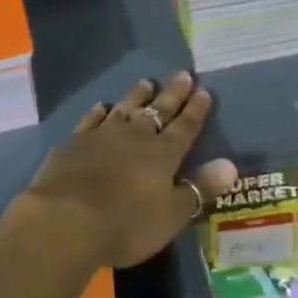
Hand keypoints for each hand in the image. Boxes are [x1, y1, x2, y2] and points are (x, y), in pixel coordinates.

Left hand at [14, 73, 238, 269]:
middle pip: (158, 110)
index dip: (196, 110)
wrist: (67, 218)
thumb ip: (200, 188)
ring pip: (125, 108)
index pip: (184, 127)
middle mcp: (135, 136)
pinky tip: (102, 106)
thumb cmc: (126, 224)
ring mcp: (103, 135)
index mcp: (162, 154)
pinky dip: (99, 112)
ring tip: (146, 82)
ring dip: (137, 95)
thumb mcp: (171, 214)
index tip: (204, 90)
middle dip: (173, 93)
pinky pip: (92, 120)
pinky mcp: (75, 142)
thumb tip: (231, 164)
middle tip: (183, 74)